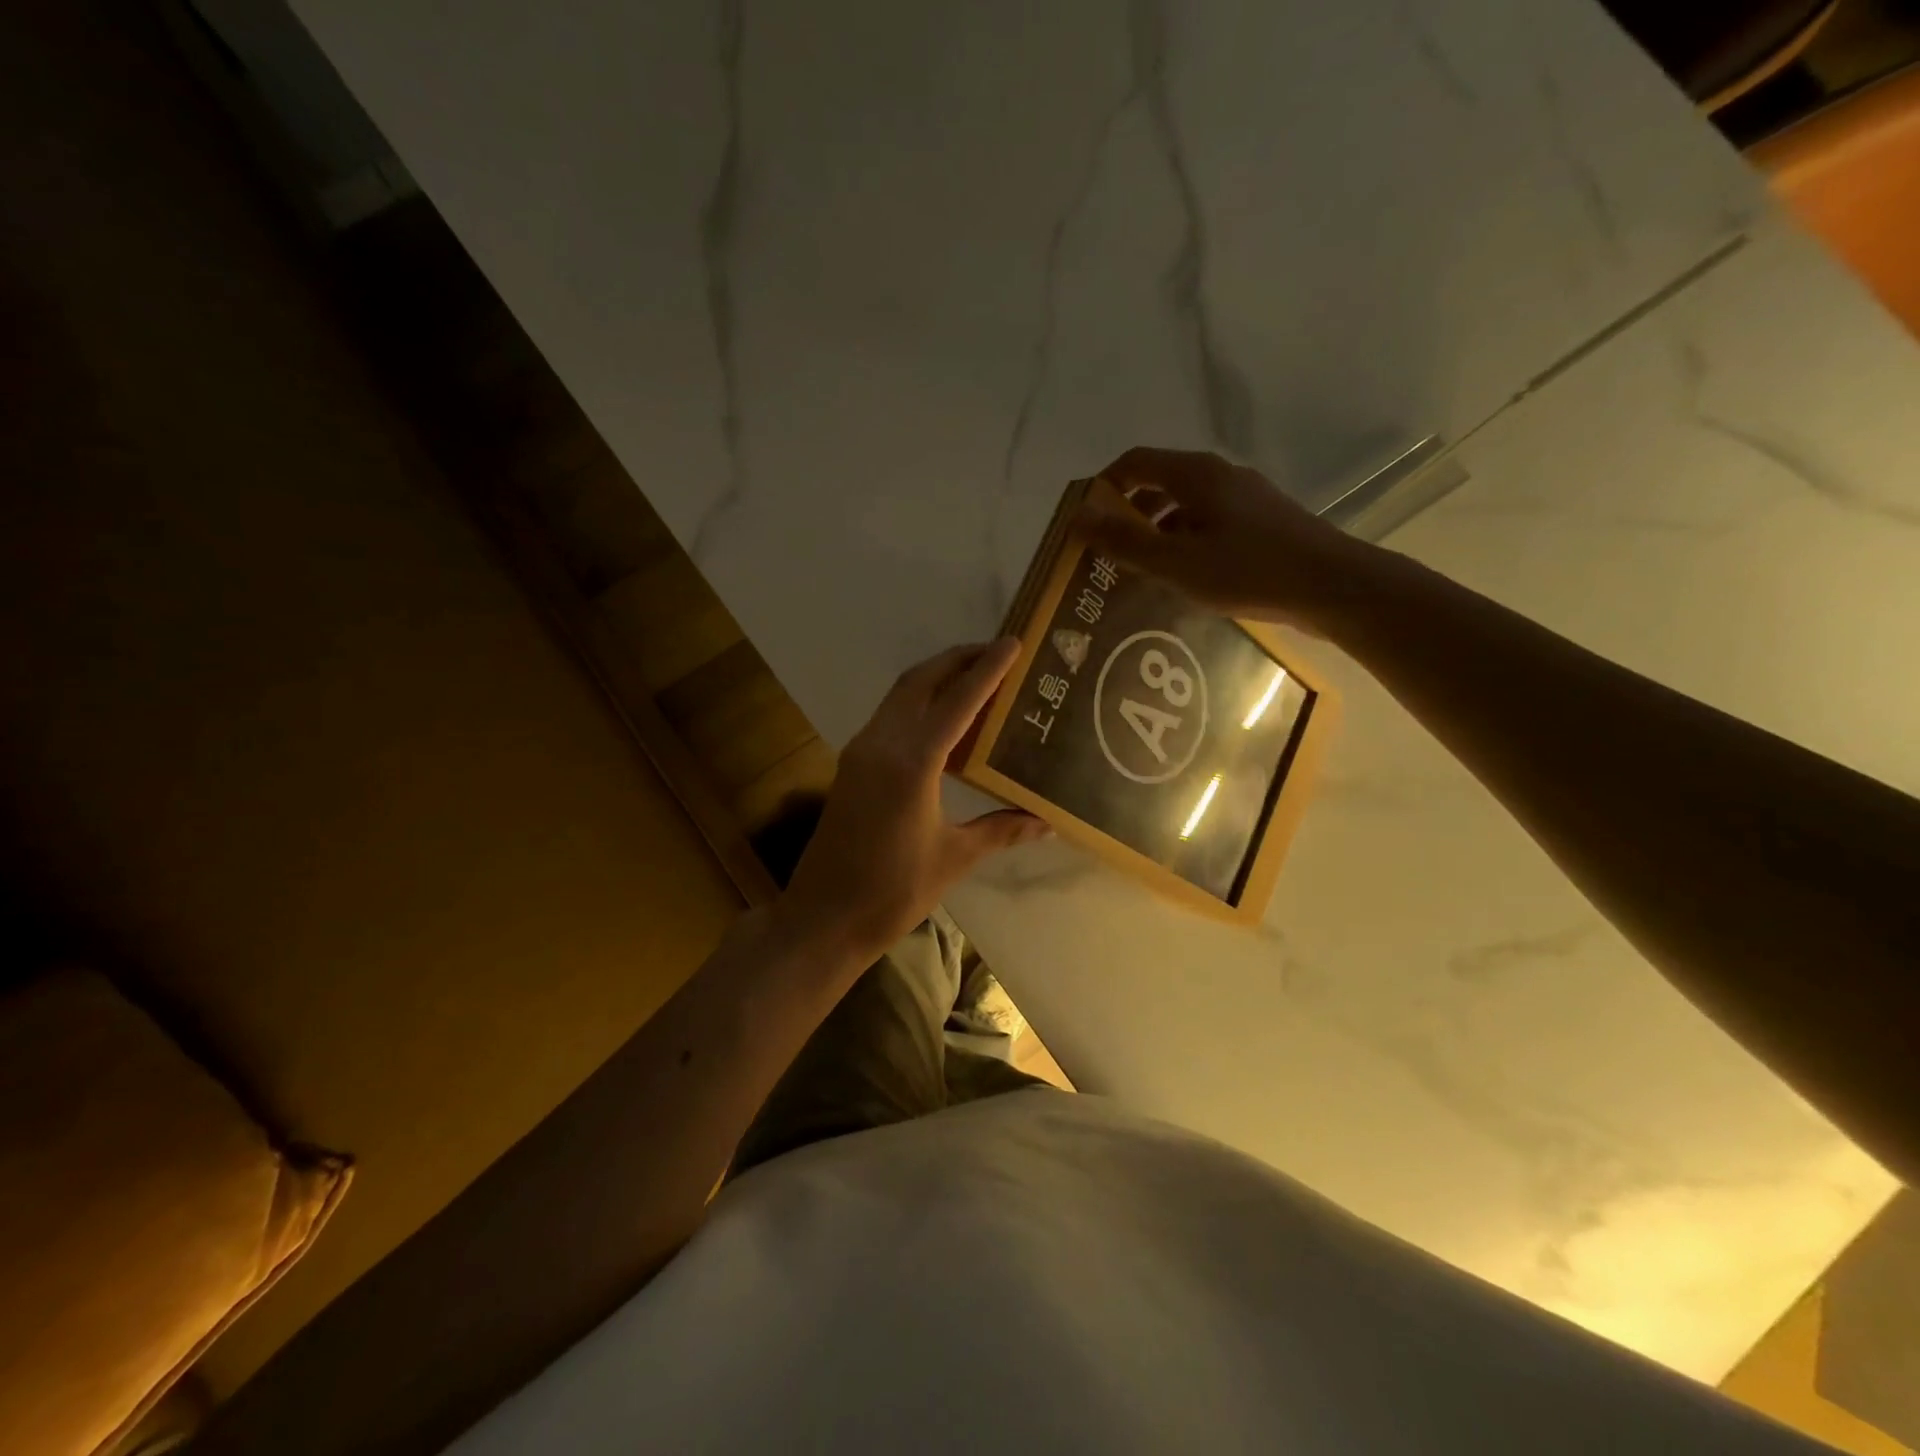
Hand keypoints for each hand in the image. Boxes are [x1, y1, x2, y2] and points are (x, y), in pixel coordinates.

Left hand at [777, 639, 1047, 965]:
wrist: (824, 917)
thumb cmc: (893, 891)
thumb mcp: (954, 858)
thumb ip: (1001, 830)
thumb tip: (1048, 823)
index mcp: (913, 762)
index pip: (958, 701)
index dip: (988, 670)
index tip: (1013, 642)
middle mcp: (882, 743)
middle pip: (921, 681)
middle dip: (958, 659)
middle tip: (997, 652)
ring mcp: (861, 751)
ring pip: (901, 694)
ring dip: (936, 677)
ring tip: (975, 676)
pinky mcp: (852, 764)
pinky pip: (890, 715)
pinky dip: (918, 701)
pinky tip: (943, 718)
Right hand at [1083, 446, 1383, 628]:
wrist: (1331, 586)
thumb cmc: (1247, 570)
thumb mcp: (1174, 562)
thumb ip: (1124, 541)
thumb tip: (1078, 517)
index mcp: (1195, 474)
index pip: (1135, 462)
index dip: (1104, 485)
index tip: (1084, 520)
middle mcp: (1220, 475)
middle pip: (1159, 482)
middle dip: (1128, 513)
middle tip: (1106, 551)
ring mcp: (1245, 497)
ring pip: (1185, 506)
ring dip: (1156, 531)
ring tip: (1140, 570)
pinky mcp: (1263, 521)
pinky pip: (1209, 522)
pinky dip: (1184, 541)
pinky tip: (1184, 576)